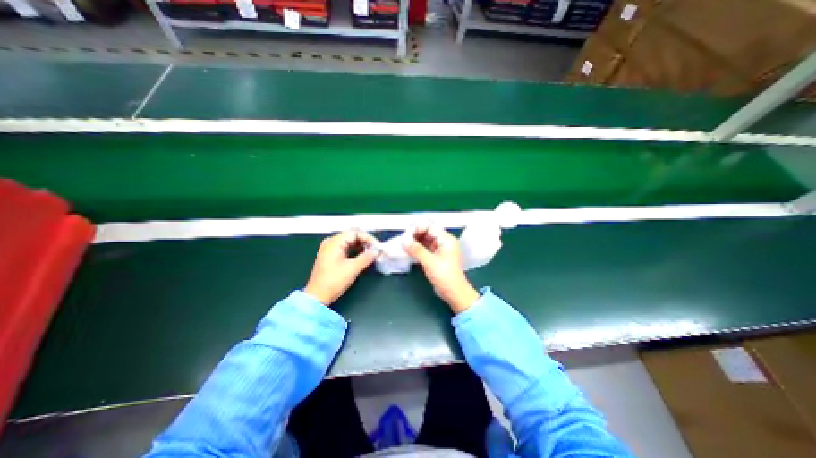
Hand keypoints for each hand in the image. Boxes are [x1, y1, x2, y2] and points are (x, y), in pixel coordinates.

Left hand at [304, 230, 381, 305]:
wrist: (317, 296)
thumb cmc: (332, 281)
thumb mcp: (352, 269)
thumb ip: (366, 258)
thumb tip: (376, 252)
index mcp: (334, 242)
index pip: (355, 233)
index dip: (368, 238)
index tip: (377, 246)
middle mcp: (331, 242)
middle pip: (352, 236)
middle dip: (365, 242)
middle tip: (376, 250)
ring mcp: (330, 249)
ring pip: (349, 242)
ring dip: (361, 246)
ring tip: (371, 253)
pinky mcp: (331, 255)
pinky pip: (345, 248)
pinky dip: (355, 250)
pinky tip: (362, 256)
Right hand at [405, 226, 479, 312]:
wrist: (454, 293)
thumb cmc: (445, 276)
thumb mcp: (430, 262)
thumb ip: (416, 250)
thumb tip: (403, 240)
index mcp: (447, 240)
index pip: (430, 227)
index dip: (417, 228)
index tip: (405, 234)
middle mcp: (444, 242)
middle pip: (427, 232)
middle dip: (415, 235)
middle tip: (402, 239)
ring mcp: (440, 249)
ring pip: (425, 240)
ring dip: (414, 242)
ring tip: (403, 244)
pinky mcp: (436, 257)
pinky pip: (425, 248)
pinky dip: (417, 249)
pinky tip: (408, 250)